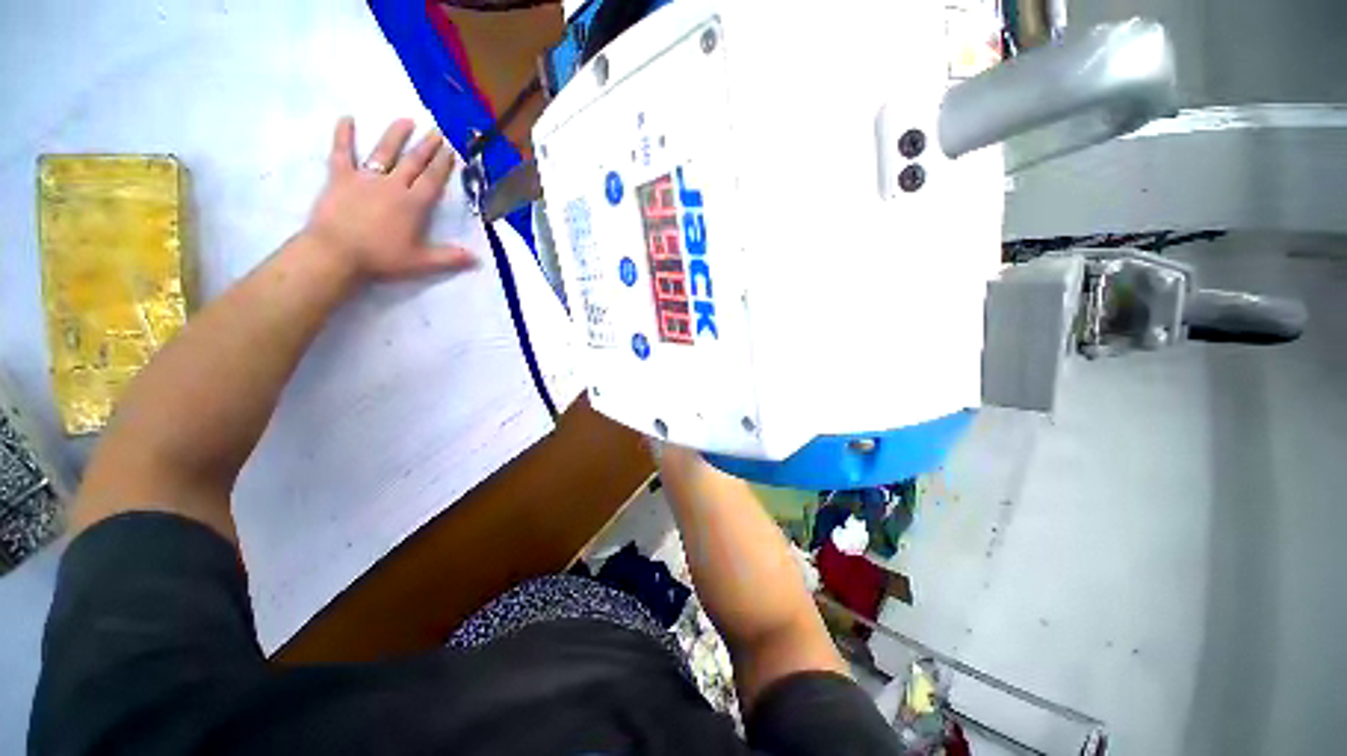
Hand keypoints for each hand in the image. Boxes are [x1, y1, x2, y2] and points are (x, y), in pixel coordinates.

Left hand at [304, 117, 476, 281]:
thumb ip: (450, 258)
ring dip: (396, 135)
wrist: (336, 253)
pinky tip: (347, 118)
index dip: (443, 165)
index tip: (451, 150)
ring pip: (384, 152)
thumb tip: (477, 259)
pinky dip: (344, 135)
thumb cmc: (381, 258)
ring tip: (407, 120)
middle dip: (427, 146)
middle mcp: (392, 185)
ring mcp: (365, 179)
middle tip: (437, 131)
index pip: (432, 180)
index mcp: (413, 204)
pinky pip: (342, 152)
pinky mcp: (340, 178)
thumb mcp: (421, 263)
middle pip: (413, 162)